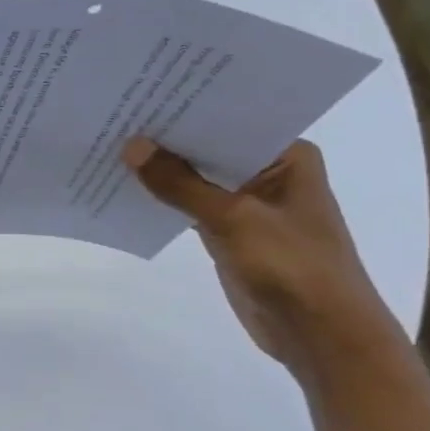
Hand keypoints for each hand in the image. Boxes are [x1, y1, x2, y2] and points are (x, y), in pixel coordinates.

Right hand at [121, 137, 398, 371]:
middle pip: (208, 148)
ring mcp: (248, 203)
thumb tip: (131, 147)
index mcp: (286, 156)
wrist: (319, 334)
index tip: (140, 96)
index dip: (184, 110)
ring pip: (196, 178)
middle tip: (115, 119)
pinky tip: (126, 188)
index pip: (228, 121)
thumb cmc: (291, 266)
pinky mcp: (229, 231)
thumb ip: (180, 184)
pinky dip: (164, 199)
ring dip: (161, 171)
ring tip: (110, 148)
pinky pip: (190, 205)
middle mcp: (268, 172)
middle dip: (166, 140)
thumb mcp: (232, 218)